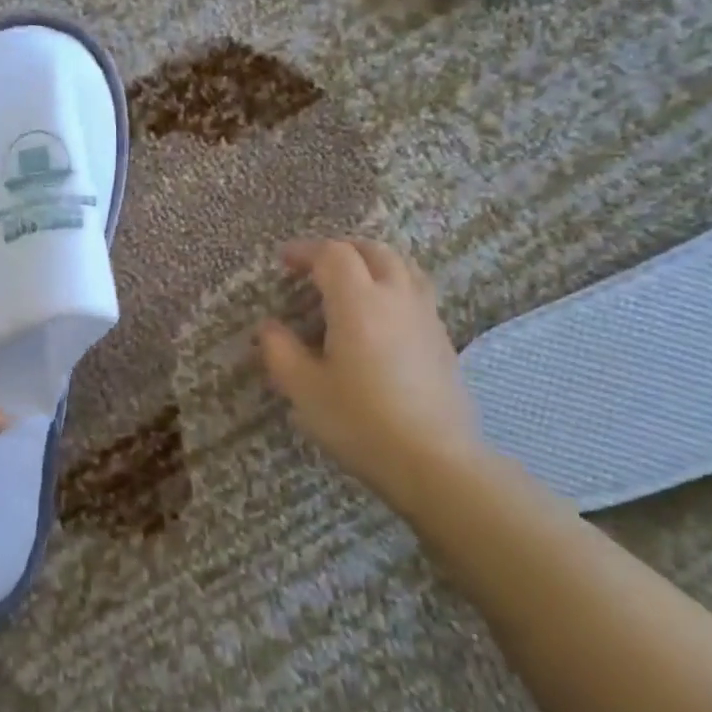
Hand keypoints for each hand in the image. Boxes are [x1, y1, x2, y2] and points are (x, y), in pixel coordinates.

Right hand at [259, 238, 487, 508]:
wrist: (434, 460)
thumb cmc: (359, 421)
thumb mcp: (304, 389)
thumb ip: (280, 351)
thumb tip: (269, 327)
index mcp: (357, 302)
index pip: (332, 255)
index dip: (305, 251)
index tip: (284, 262)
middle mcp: (396, 297)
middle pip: (373, 251)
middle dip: (341, 250)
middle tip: (315, 268)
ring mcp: (425, 316)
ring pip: (402, 267)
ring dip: (371, 264)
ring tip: (350, 284)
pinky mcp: (442, 339)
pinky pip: (415, 293)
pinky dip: (392, 287)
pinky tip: (378, 318)